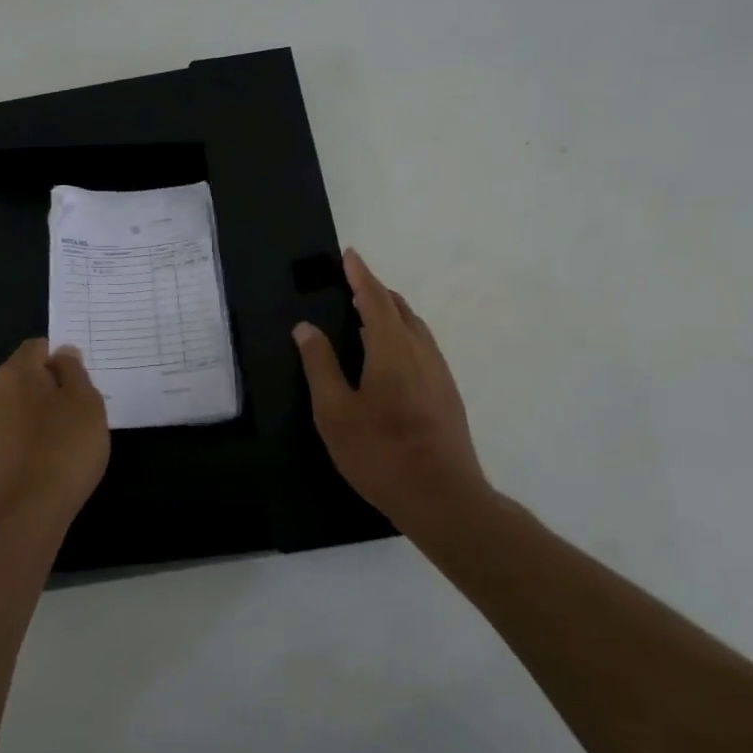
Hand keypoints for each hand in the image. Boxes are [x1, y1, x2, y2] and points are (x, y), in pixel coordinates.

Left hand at [0, 340, 109, 534]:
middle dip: (48, 388)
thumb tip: (62, 353)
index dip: (60, 357)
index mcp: (16, 373)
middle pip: (24, 379)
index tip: (81, 379)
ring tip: (63, 441)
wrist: (24, 515)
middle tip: (78, 411)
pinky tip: (43, 464)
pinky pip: (8, 439)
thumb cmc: (63, 449)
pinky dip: (24, 443)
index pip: (37, 347)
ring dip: (35, 417)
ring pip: (15, 410)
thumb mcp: (86, 402)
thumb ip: (74, 371)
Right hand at [293, 249, 492, 531]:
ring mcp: (439, 373)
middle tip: (352, 286)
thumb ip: (320, 365)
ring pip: (415, 328)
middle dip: (376, 291)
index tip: (349, 254)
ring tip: (367, 317)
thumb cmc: (380, 453)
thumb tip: (306, 327)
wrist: (443, 498)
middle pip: (399, 309)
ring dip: (391, 314)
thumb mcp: (334, 412)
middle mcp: (420, 351)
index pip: (374, 298)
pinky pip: (422, 348)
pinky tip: (390, 359)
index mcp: (391, 348)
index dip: (360, 275)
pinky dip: (402, 336)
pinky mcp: (447, 394)